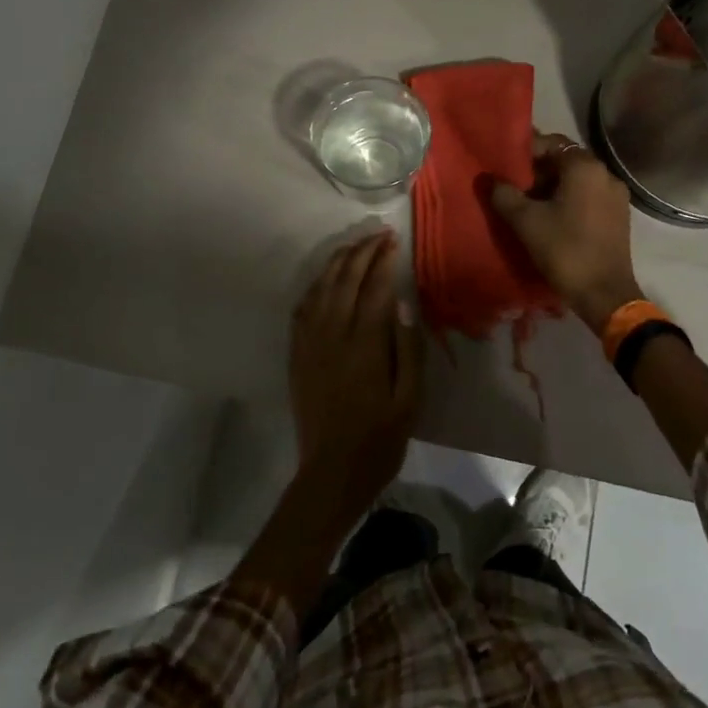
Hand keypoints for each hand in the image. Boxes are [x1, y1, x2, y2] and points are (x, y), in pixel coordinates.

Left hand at [288, 231, 422, 515]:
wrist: (331, 473)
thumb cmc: (379, 439)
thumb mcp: (409, 400)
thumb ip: (408, 349)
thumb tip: (404, 303)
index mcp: (364, 345)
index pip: (374, 289)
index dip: (384, 261)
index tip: (394, 241)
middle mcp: (332, 335)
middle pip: (345, 280)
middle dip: (362, 252)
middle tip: (378, 234)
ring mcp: (310, 343)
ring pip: (320, 289)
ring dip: (337, 262)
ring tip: (354, 245)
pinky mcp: (297, 354)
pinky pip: (302, 309)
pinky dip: (315, 286)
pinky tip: (325, 279)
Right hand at [490, 131, 644, 331]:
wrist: (604, 293)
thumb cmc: (564, 249)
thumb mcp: (525, 221)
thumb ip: (503, 194)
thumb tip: (488, 179)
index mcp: (584, 167)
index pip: (551, 143)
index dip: (525, 153)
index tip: (506, 169)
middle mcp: (605, 173)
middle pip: (565, 160)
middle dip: (538, 171)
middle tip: (514, 187)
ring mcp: (616, 195)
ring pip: (578, 180)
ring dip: (553, 187)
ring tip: (529, 205)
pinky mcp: (619, 215)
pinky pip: (589, 196)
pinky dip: (570, 200)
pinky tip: (552, 218)